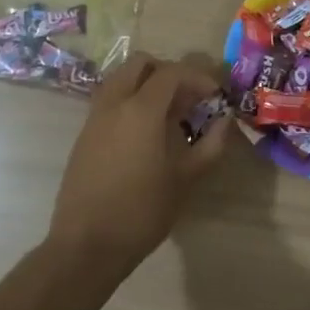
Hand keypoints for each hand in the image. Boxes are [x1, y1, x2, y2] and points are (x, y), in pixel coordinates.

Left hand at [47, 52, 227, 269]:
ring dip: (147, 85)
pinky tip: (146, 134)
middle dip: (168, 72)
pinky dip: (130, 101)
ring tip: (169, 115)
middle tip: (189, 98)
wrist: (86, 245)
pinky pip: (110, 101)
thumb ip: (211, 145)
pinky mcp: (84, 135)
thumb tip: (226, 121)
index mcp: (140, 109)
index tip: (216, 96)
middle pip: (140, 64)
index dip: (198, 77)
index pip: (172, 72)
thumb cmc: (142, 211)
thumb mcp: (186, 179)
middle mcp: (113, 103)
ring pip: (120, 79)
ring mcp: (94, 118)